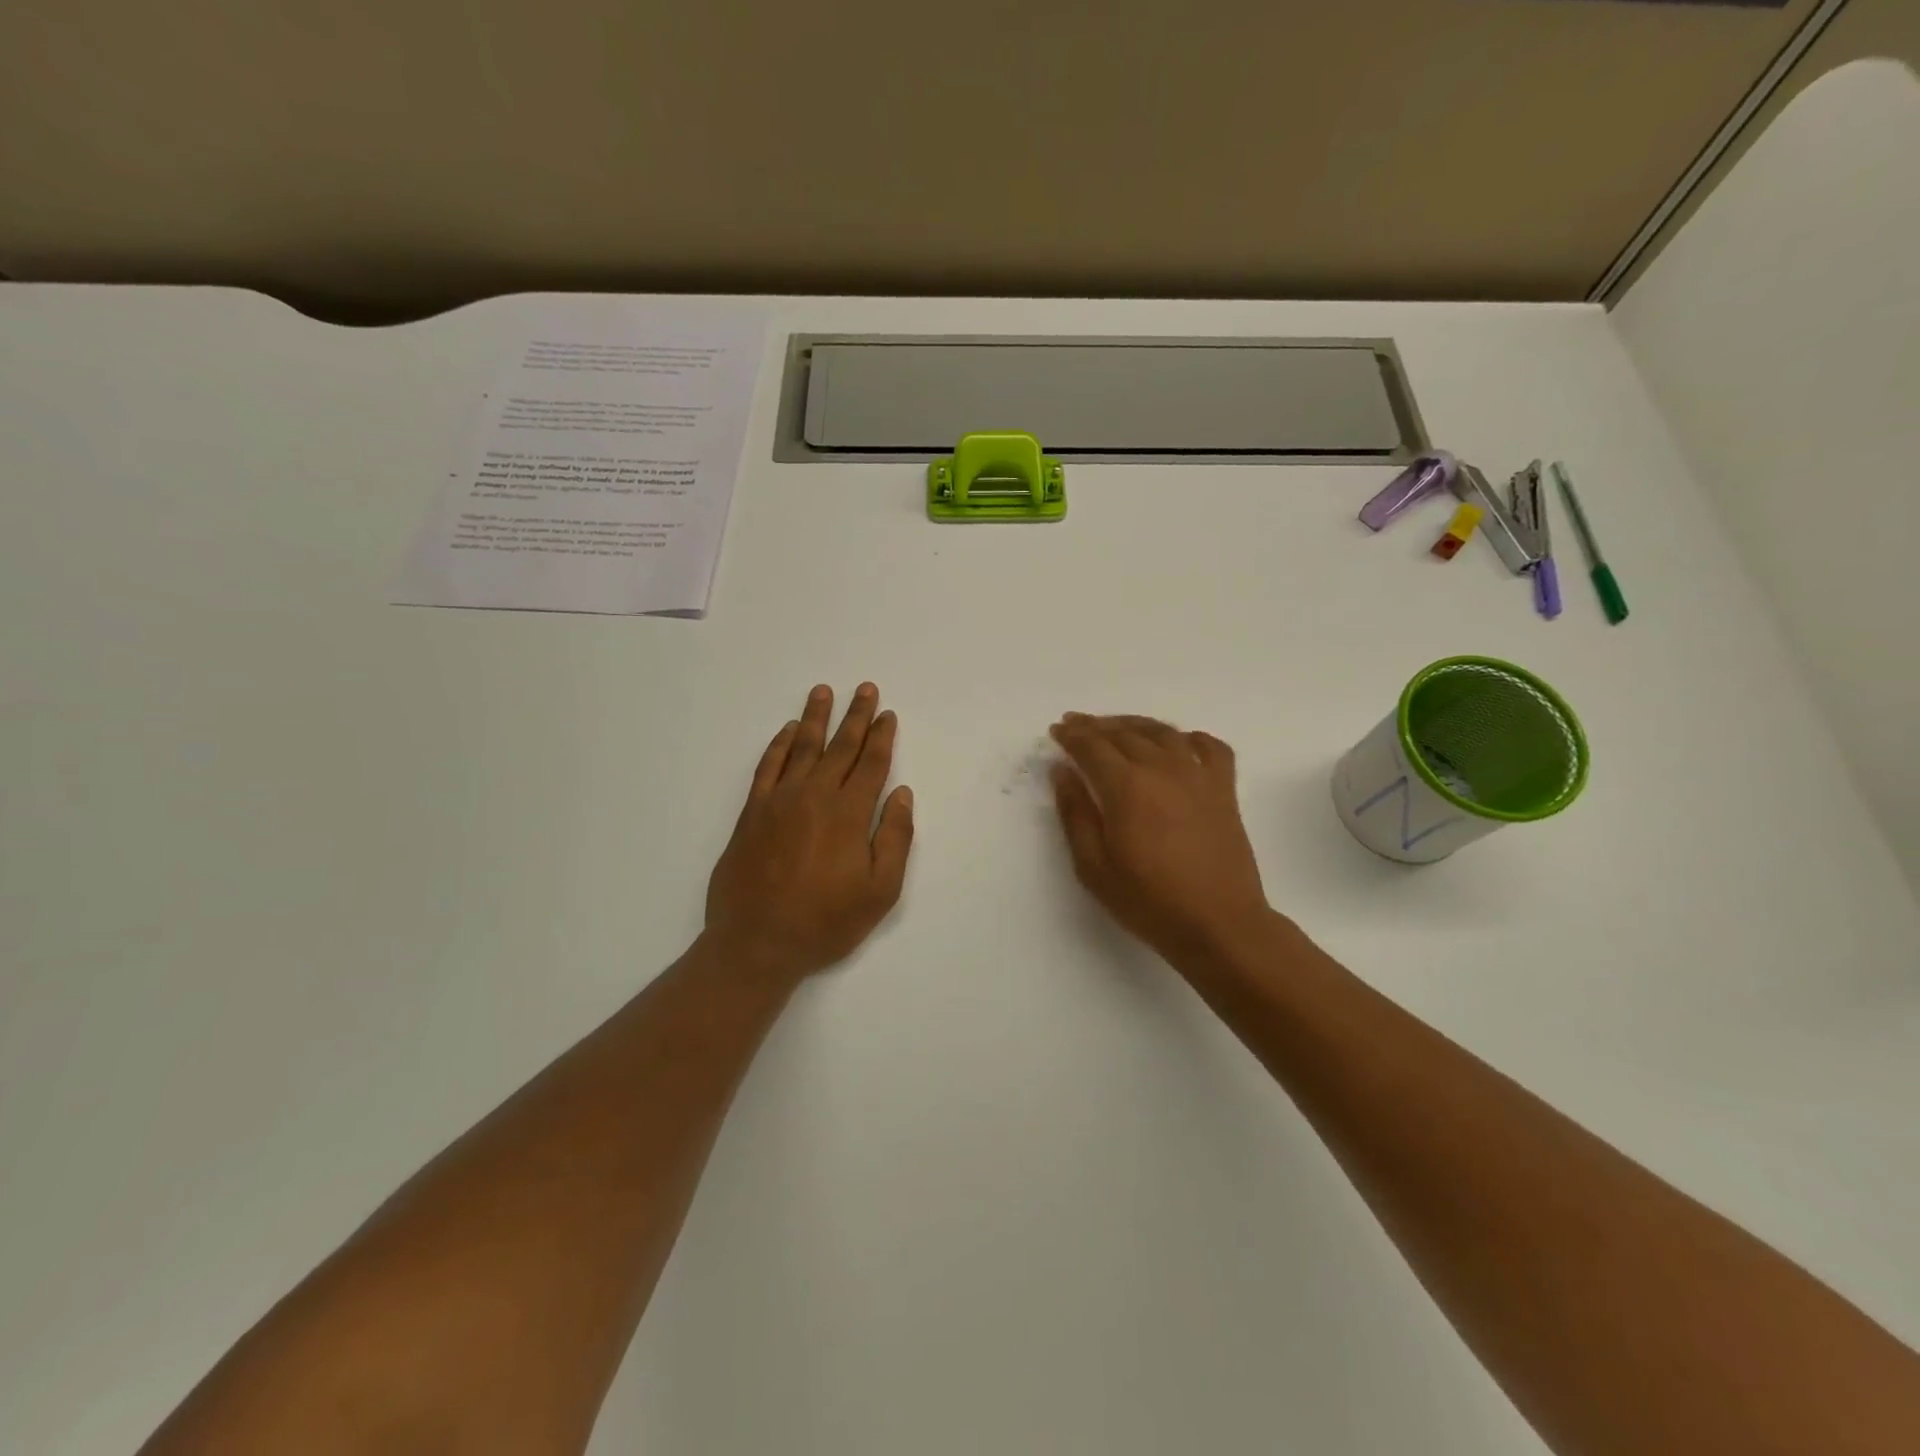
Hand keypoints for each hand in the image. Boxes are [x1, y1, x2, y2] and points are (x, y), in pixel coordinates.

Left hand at [705, 683, 913, 986]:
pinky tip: (788, 731)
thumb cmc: (825, 922)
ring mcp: (779, 801)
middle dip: (856, 716)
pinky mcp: (752, 812)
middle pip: (840, 747)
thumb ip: (895, 838)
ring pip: (802, 748)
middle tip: (865, 688)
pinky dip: (779, 745)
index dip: (881, 737)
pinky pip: (767, 766)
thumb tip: (901, 794)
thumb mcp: (880, 891)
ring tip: (823, 691)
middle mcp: (814, 796)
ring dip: (816, 718)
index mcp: (849, 814)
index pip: (871, 764)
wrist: (756, 943)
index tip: (887, 714)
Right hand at [1049, 714, 1273, 967]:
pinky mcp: (1224, 789)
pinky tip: (1178, 744)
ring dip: (1135, 724)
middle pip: (1124, 733)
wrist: (1218, 924)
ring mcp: (1198, 775)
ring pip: (1163, 732)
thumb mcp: (1093, 866)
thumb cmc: (1148, 901)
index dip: (1071, 735)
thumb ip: (1075, 813)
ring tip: (1118, 728)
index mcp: (1126, 786)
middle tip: (1078, 725)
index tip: (1057, 730)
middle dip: (1096, 726)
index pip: (1092, 746)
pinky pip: (1210, 747)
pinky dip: (1190, 738)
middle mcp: (1162, 768)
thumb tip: (1062, 772)